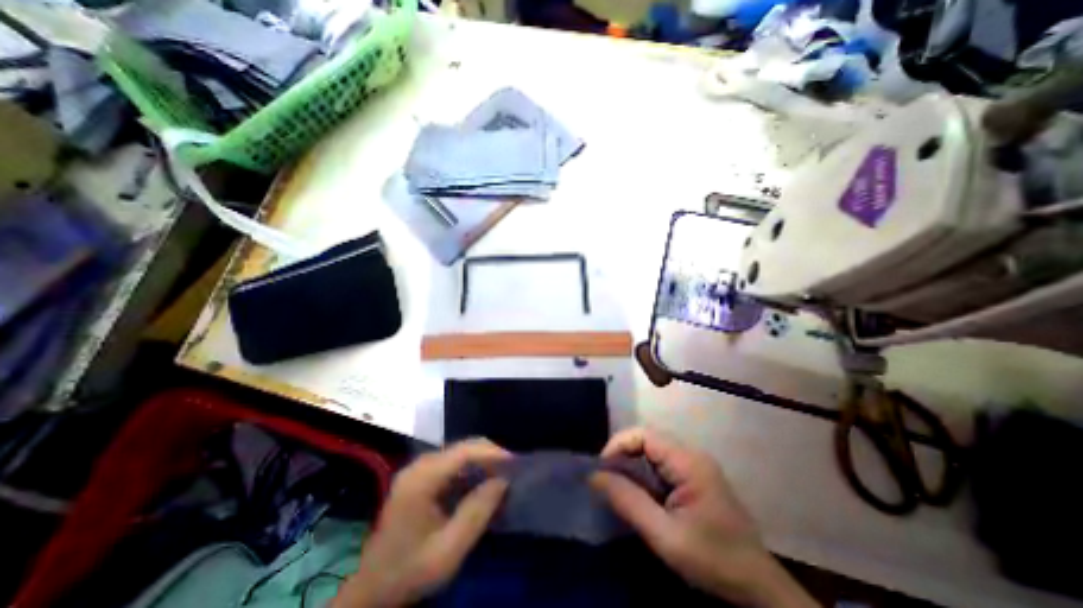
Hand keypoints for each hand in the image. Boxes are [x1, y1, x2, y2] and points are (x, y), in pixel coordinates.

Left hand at [334, 440, 511, 604]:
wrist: (372, 591)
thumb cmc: (409, 571)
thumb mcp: (448, 550)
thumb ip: (477, 512)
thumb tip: (503, 480)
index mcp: (421, 479)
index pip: (464, 452)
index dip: (492, 453)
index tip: (515, 463)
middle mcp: (419, 465)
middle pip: (462, 447)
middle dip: (490, 455)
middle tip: (511, 470)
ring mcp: (418, 469)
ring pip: (459, 453)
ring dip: (482, 461)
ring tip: (501, 476)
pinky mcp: (420, 477)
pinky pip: (452, 464)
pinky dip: (471, 469)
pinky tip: (482, 483)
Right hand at [592, 426, 812, 607]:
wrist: (758, 587)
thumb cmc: (713, 560)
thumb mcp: (665, 536)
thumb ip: (629, 502)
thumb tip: (594, 476)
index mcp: (688, 461)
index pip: (644, 434)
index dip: (618, 444)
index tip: (601, 468)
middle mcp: (692, 455)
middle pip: (647, 440)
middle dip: (622, 454)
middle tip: (605, 478)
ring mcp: (695, 465)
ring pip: (652, 451)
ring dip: (632, 464)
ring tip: (616, 485)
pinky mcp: (695, 476)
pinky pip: (661, 464)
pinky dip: (643, 474)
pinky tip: (638, 493)